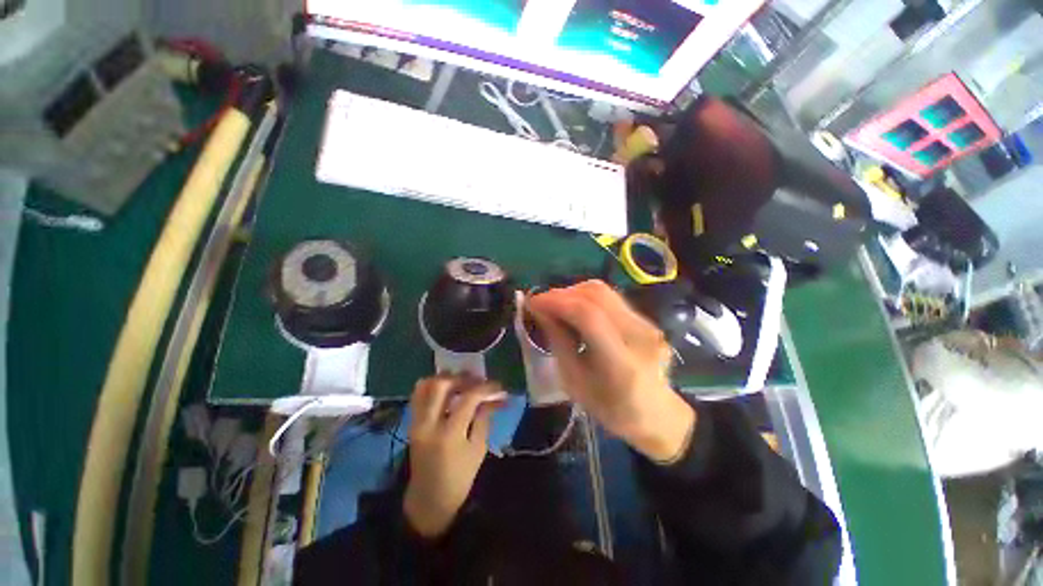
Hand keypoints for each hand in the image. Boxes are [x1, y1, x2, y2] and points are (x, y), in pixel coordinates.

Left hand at [403, 376, 503, 537]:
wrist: (429, 500)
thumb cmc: (459, 478)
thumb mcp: (478, 449)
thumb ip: (484, 418)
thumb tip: (493, 396)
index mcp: (449, 434)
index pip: (468, 399)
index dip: (485, 388)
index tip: (497, 386)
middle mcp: (428, 424)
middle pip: (441, 385)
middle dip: (462, 378)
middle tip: (477, 380)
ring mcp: (416, 422)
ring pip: (425, 386)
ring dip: (445, 378)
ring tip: (461, 381)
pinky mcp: (412, 423)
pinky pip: (418, 395)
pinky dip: (433, 386)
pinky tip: (447, 389)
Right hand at [527, 280, 694, 461]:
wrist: (657, 414)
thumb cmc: (610, 408)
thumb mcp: (574, 382)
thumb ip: (558, 342)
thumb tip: (540, 311)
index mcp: (622, 363)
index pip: (587, 315)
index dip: (556, 302)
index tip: (533, 303)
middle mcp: (639, 336)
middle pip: (596, 295)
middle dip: (562, 293)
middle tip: (542, 304)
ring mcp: (647, 325)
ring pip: (603, 291)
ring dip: (573, 292)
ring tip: (556, 306)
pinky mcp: (647, 319)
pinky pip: (610, 298)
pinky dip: (586, 298)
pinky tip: (574, 310)